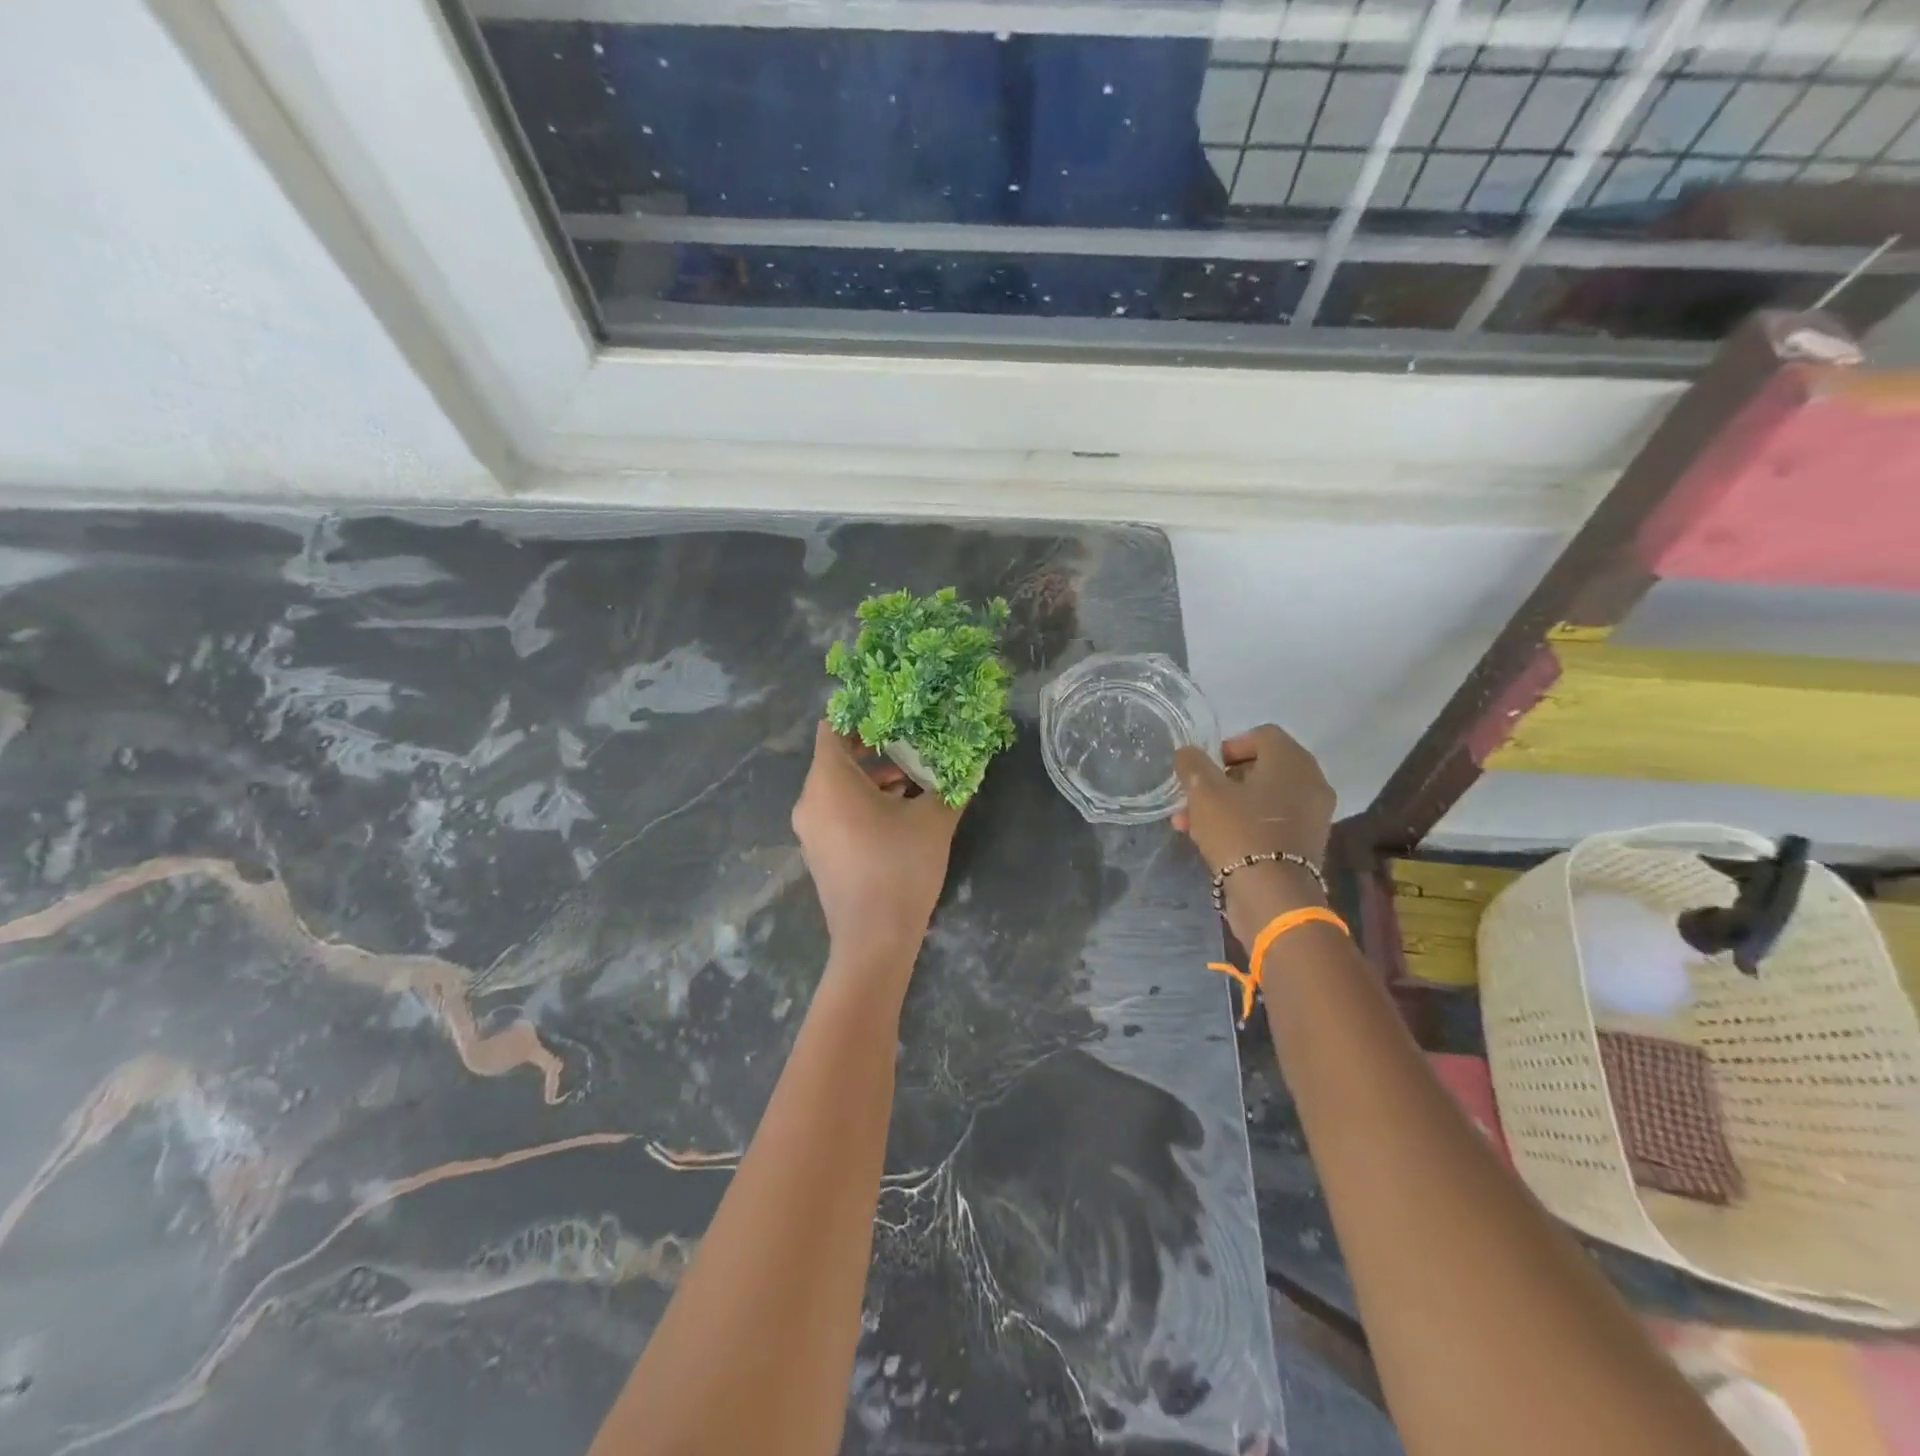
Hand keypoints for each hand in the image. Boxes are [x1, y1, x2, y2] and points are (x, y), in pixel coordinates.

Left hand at [792, 721, 961, 971]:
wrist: (874, 940)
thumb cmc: (900, 868)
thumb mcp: (934, 821)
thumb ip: (951, 784)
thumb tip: (969, 761)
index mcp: (829, 781)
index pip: (832, 728)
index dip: (860, 716)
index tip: (893, 712)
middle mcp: (810, 800)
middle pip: (836, 757)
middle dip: (874, 748)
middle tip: (912, 741)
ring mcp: (810, 829)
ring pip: (837, 786)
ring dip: (872, 778)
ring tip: (913, 779)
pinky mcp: (818, 852)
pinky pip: (835, 811)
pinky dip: (861, 802)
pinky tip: (899, 811)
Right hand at [1172, 724, 1335, 875]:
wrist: (1272, 896)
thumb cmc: (1238, 831)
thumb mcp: (1204, 791)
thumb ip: (1193, 764)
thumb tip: (1188, 753)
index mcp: (1292, 761)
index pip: (1262, 735)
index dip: (1228, 746)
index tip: (1205, 767)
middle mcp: (1310, 782)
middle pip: (1261, 768)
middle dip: (1221, 781)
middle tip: (1193, 797)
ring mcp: (1312, 815)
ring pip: (1261, 799)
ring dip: (1225, 805)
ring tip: (1189, 824)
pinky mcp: (1305, 844)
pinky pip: (1270, 822)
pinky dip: (1244, 825)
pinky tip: (1212, 841)